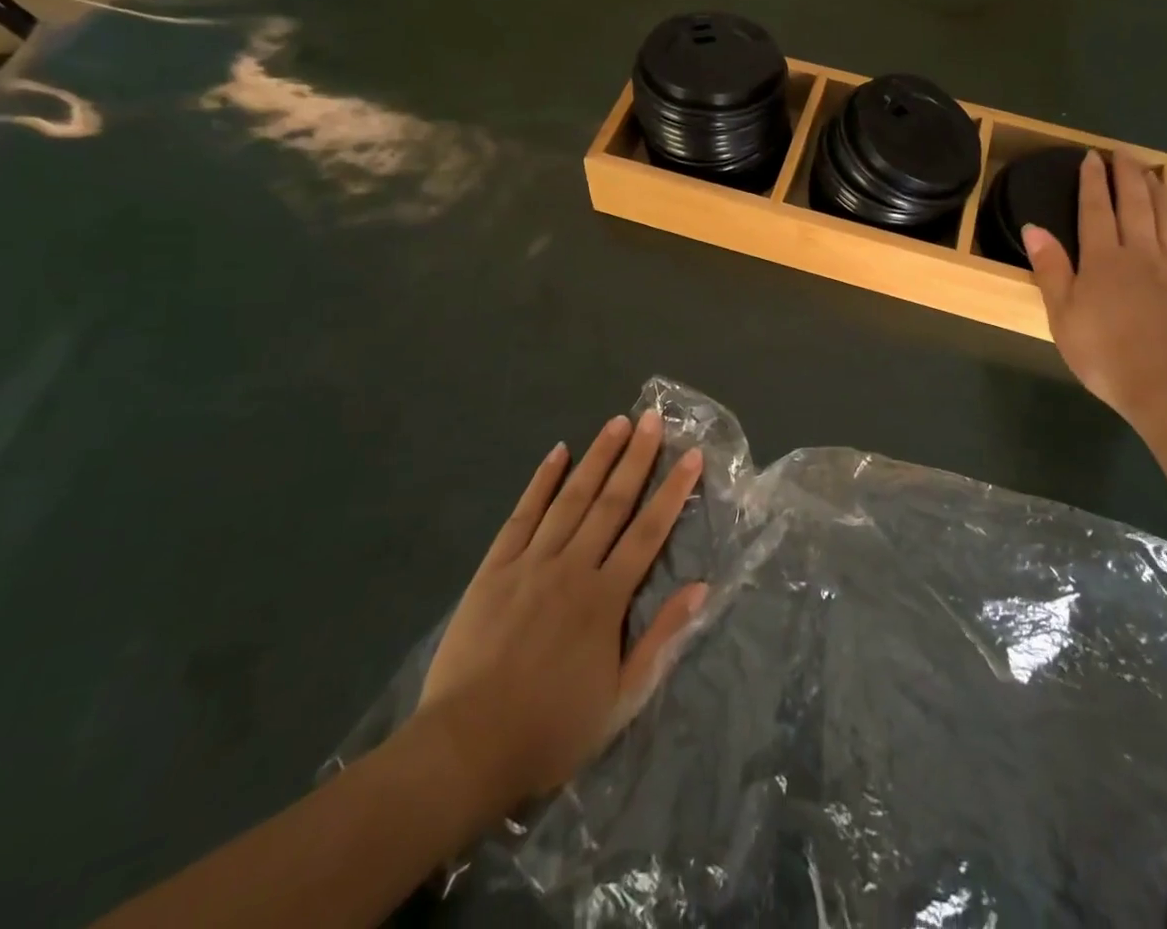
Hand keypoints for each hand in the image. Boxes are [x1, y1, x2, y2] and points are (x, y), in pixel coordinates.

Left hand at [414, 412, 707, 809]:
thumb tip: (701, 588)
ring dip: (597, 457)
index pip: (649, 531)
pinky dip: (541, 482)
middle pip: (612, 502)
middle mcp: (573, 567)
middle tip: (653, 418)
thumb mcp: (620, 698)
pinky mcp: (494, 568)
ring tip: (616, 422)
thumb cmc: (550, 730)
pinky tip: (557, 454)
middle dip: (637, 457)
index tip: (691, 455)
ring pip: (571, 498)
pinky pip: (522, 515)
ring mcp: (531, 563)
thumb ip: (660, 638)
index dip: (673, 491)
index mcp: (606, 599)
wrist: (465, 749)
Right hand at [1024, 150, 1166, 424]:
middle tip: (1124, 153)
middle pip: (1136, 208)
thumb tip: (1034, 227)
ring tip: (1155, 173)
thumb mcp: (1062, 315)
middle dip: (1128, 178)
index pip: (1095, 211)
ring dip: (1162, 195)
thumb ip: (1051, 269)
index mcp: (1104, 261)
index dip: (1092, 183)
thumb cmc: (1105, 354)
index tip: (1091, 156)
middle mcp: (1142, 257)